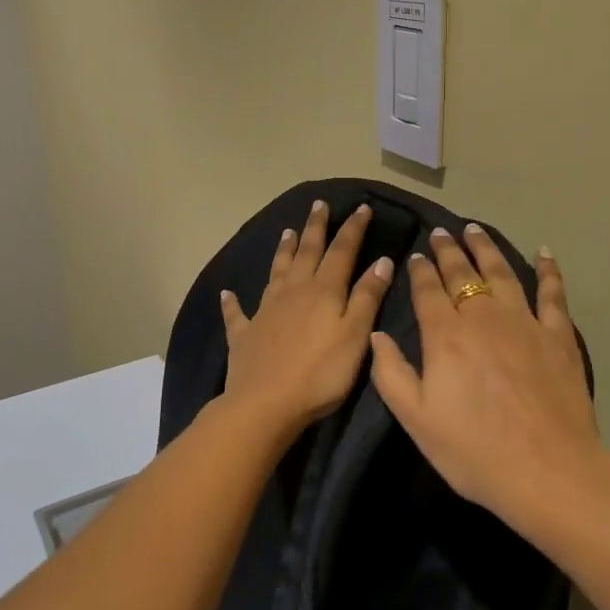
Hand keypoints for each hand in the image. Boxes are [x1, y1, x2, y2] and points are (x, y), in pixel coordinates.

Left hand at [220, 200, 395, 437]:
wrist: (265, 404)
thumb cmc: (321, 373)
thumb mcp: (355, 334)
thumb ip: (367, 297)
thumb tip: (381, 261)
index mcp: (323, 291)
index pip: (342, 251)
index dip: (353, 228)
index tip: (362, 207)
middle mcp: (293, 292)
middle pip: (306, 252)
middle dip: (315, 227)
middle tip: (319, 205)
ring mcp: (265, 311)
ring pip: (276, 272)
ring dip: (283, 251)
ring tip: (287, 231)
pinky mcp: (245, 335)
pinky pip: (237, 313)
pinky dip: (232, 302)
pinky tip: (228, 293)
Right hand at [369, 225, 604, 535]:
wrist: (547, 470)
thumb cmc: (474, 451)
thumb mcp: (417, 420)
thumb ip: (391, 374)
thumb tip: (376, 335)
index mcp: (446, 337)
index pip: (428, 291)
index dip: (420, 271)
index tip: (414, 256)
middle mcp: (483, 318)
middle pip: (463, 274)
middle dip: (448, 250)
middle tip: (440, 232)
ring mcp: (524, 322)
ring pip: (502, 273)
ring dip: (486, 249)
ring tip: (475, 230)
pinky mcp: (558, 335)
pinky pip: (553, 293)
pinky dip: (548, 270)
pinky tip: (543, 252)